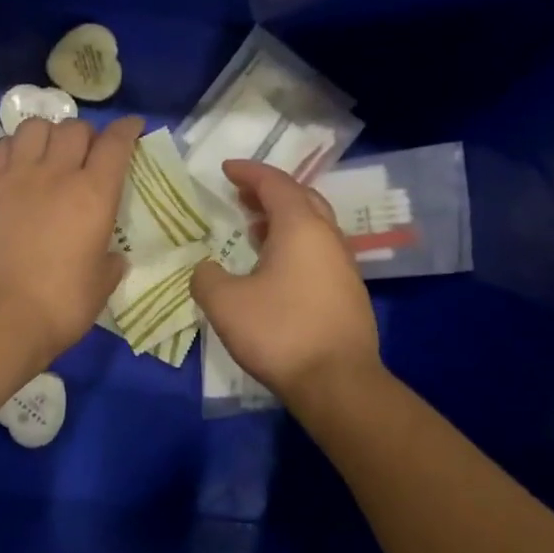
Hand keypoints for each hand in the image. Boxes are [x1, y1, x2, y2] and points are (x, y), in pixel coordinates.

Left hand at [0, 115, 143, 364]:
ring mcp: (15, 176)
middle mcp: (56, 173)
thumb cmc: (60, 305)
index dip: (127, 130)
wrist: (0, 316)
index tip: (132, 127)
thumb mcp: (101, 285)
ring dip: (47, 135)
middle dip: (86, 134)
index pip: (116, 144)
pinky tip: (13, 164)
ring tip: (46, 153)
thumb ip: (110, 262)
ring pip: (34, 128)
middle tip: (86, 153)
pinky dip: (10, 148)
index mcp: (94, 194)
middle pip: (75, 128)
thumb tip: (112, 256)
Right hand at [190, 159, 380, 401]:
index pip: (275, 184)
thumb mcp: (225, 303)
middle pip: (301, 198)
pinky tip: (275, 267)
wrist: (338, 382)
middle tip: (241, 195)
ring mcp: (343, 265)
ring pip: (313, 225)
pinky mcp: (347, 292)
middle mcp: (327, 237)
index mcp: (301, 227)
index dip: (248, 172)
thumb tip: (206, 269)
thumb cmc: (280, 333)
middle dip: (269, 192)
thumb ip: (206, 277)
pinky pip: (318, 251)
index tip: (226, 170)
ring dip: (282, 219)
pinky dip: (294, 244)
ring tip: (254, 228)